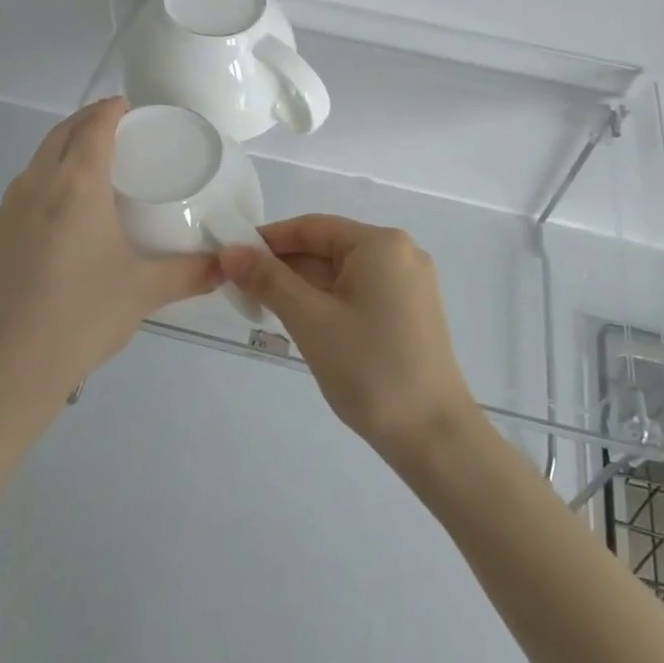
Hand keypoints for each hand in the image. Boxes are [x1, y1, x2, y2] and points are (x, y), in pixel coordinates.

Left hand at [0, 98, 219, 431]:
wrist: (7, 369)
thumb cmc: (83, 316)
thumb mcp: (145, 291)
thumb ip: (191, 272)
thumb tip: (227, 265)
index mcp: (76, 185)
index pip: (94, 127)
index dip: (111, 109)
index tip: (130, 106)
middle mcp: (37, 185)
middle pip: (61, 133)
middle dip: (88, 120)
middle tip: (119, 128)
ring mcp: (9, 210)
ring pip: (39, 159)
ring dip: (65, 147)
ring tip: (95, 163)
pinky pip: (26, 186)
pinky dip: (48, 176)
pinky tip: (66, 210)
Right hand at [219, 215, 475, 464]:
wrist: (433, 435)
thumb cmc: (369, 368)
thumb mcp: (310, 320)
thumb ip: (268, 280)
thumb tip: (230, 250)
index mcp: (381, 244)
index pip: (312, 227)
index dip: (268, 239)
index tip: (231, 257)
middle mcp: (400, 253)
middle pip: (328, 248)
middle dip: (284, 266)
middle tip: (239, 288)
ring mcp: (410, 284)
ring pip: (342, 273)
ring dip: (303, 286)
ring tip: (261, 307)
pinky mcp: (411, 312)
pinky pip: (359, 292)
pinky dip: (327, 301)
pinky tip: (301, 321)